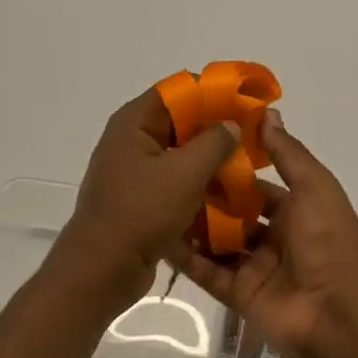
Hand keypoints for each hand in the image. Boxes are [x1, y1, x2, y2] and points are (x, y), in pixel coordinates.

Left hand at [48, 89, 240, 306]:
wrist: (103, 268)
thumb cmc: (142, 211)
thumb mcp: (186, 172)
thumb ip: (215, 142)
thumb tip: (231, 124)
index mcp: (135, 123)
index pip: (179, 90)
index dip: (214, 92)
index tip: (247, 102)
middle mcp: (132, 141)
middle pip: (182, 122)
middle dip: (218, 129)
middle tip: (253, 137)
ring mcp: (135, 173)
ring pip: (182, 156)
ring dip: (212, 161)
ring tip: (247, 168)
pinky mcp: (142, 201)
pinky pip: (176, 183)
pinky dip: (199, 186)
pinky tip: (227, 196)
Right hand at [170, 108, 357, 357]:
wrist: (338, 312)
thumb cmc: (329, 240)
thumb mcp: (314, 187)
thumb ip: (288, 153)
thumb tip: (267, 113)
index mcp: (297, 211)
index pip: (257, 187)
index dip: (230, 170)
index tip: (196, 150)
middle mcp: (275, 238)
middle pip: (233, 215)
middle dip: (205, 198)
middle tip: (166, 176)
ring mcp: (255, 268)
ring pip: (217, 243)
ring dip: (191, 226)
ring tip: (155, 203)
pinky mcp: (238, 295)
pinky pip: (207, 273)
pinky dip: (186, 258)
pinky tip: (158, 237)